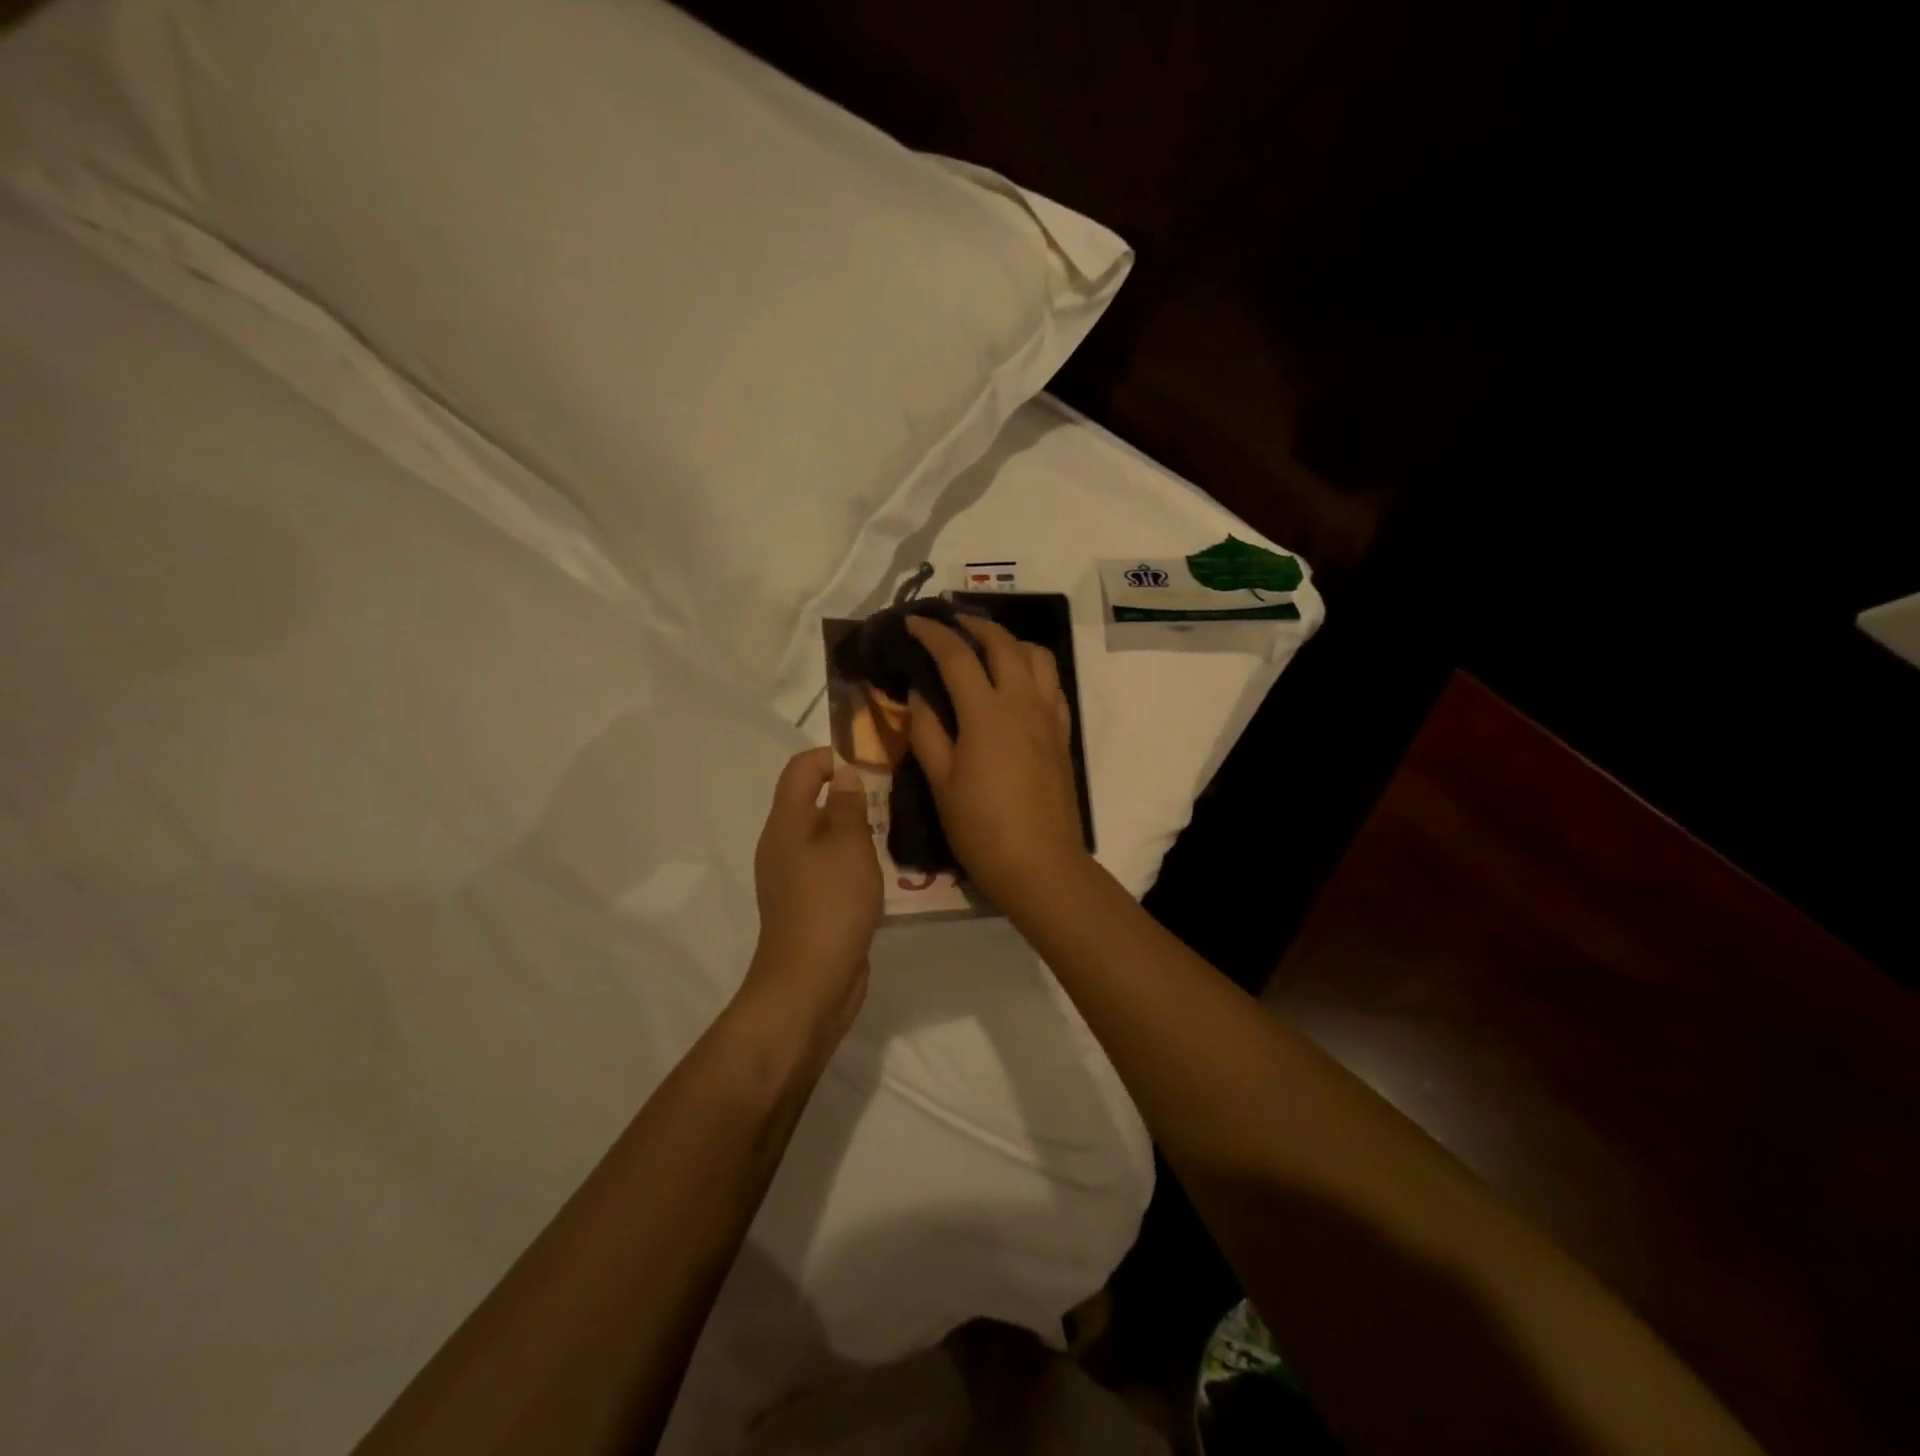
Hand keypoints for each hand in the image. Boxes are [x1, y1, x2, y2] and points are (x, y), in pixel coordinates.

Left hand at [743, 748, 882, 1049]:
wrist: (809, 983)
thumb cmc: (830, 905)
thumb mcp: (848, 846)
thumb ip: (847, 805)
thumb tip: (844, 773)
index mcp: (786, 823)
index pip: (801, 768)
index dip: (832, 756)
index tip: (872, 763)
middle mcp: (783, 844)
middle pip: (813, 801)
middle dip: (851, 793)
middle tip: (892, 798)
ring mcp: (793, 877)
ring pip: (825, 836)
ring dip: (856, 830)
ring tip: (895, 832)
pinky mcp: (808, 904)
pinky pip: (830, 868)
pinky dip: (853, 861)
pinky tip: (884, 871)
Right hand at [904, 615, 1090, 909]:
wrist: (1040, 864)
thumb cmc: (981, 828)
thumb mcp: (940, 782)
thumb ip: (927, 731)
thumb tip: (919, 693)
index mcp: (986, 713)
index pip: (956, 655)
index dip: (932, 633)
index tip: (913, 621)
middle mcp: (1022, 703)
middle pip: (1003, 644)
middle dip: (974, 625)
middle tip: (949, 624)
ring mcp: (1049, 716)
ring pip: (1037, 657)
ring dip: (1010, 641)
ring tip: (986, 647)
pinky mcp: (1063, 734)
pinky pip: (1052, 684)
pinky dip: (1033, 668)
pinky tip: (1017, 683)